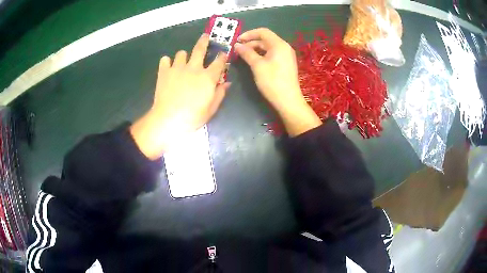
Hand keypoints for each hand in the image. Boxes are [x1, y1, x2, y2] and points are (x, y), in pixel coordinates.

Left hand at [131, 34, 229, 158]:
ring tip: (182, 61)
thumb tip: (227, 82)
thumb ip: (220, 93)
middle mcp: (194, 68)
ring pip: (181, 53)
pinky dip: (167, 62)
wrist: (169, 119)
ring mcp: (178, 68)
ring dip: (183, 56)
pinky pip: (165, 60)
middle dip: (204, 41)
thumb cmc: (193, 116)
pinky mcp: (164, 71)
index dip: (222, 56)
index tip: (223, 53)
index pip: (219, 62)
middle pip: (200, 49)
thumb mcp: (211, 108)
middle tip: (205, 36)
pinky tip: (167, 67)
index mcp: (208, 77)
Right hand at [235, 28, 320, 136]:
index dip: (249, 34)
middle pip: (265, 39)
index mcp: (279, 44)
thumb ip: (247, 53)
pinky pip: (272, 54)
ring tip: (243, 56)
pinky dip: (262, 55)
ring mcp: (286, 56)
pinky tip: (253, 61)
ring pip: (268, 47)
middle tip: (238, 50)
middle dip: (251, 43)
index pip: (263, 32)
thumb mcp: (257, 65)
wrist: (288, 100)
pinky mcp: (285, 64)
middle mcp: (284, 47)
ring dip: (255, 49)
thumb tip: (237, 45)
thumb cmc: (272, 81)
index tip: (237, 41)